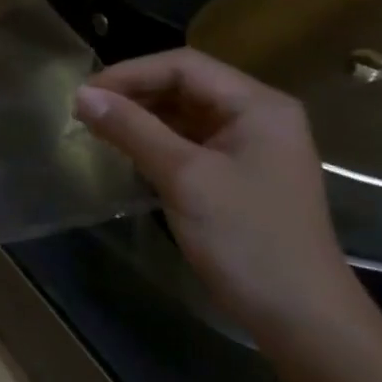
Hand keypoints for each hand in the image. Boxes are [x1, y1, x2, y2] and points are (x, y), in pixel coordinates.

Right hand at [75, 49, 364, 337]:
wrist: (300, 315)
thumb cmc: (246, 238)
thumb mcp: (183, 177)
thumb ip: (132, 130)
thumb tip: (82, 96)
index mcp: (258, 105)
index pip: (183, 66)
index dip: (129, 73)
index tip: (84, 95)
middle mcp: (257, 116)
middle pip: (184, 85)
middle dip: (133, 94)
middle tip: (84, 112)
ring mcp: (249, 147)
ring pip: (183, 114)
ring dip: (140, 118)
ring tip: (97, 130)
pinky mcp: (236, 175)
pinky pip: (188, 142)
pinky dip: (154, 142)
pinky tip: (125, 153)